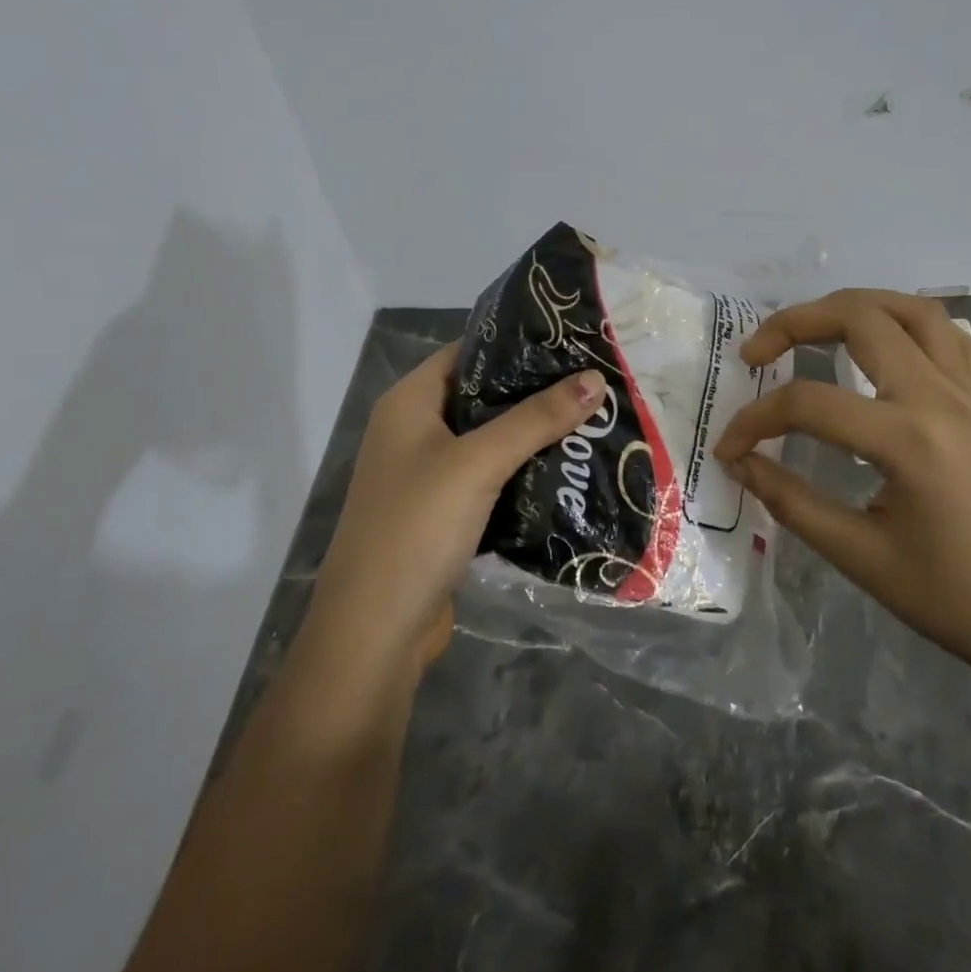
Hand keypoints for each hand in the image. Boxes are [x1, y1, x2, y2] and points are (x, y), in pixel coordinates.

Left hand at [308, 341, 604, 683]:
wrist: (375, 632)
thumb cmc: (417, 527)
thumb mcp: (479, 462)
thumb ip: (537, 418)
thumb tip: (595, 377)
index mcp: (409, 402)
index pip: (468, 351)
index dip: (517, 343)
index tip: (572, 339)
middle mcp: (415, 431)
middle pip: (483, 396)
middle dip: (536, 391)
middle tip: (594, 380)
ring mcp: (428, 474)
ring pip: (491, 440)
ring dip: (534, 434)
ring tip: (593, 418)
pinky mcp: (445, 512)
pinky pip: (492, 477)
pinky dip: (524, 471)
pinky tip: (568, 468)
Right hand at [714, 290, 970, 682]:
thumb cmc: (951, 598)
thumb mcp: (859, 556)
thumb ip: (790, 501)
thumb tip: (740, 463)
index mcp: (908, 439)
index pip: (809, 404)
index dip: (755, 421)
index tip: (729, 450)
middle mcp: (939, 397)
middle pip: (859, 319)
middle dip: (795, 323)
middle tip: (757, 353)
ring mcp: (968, 393)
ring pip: (910, 309)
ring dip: (853, 306)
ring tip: (813, 327)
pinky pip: (949, 335)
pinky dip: (907, 323)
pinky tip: (883, 344)